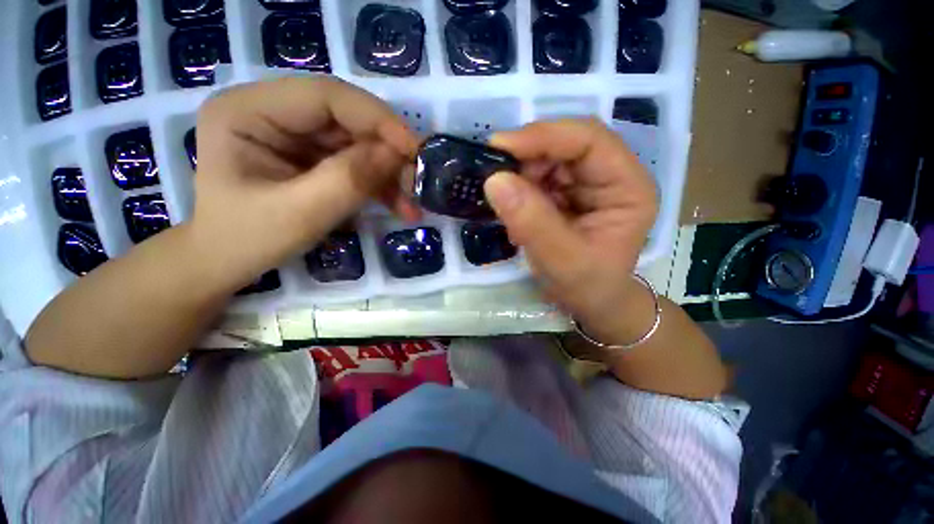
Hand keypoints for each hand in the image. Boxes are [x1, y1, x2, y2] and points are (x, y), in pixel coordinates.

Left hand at [190, 77, 419, 287]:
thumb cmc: (248, 240)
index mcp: (249, 110)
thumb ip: (349, 180)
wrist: (228, 261)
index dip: (377, 119)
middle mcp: (273, 111)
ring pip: (359, 143)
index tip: (414, 150)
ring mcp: (295, 134)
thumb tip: (397, 154)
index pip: (326, 96)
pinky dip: (381, 184)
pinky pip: (357, 162)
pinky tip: (400, 206)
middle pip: (348, 120)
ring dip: (390, 174)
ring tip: (412, 204)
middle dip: (389, 154)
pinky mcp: (312, 156)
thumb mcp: (300, 214)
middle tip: (418, 183)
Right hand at [484, 119, 658, 344]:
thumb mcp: (562, 262)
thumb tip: (495, 181)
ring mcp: (586, 182)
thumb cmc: (588, 287)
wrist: (591, 302)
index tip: (500, 147)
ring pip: (546, 158)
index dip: (545, 136)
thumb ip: (532, 223)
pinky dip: (519, 187)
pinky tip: (513, 209)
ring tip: (506, 204)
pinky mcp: (565, 192)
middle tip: (495, 178)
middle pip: (565, 143)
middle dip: (527, 156)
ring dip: (520, 174)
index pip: (589, 140)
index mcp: (627, 186)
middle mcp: (609, 175)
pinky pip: (537, 177)